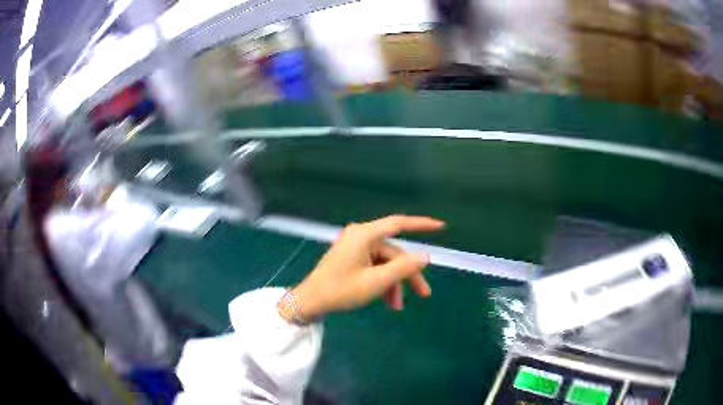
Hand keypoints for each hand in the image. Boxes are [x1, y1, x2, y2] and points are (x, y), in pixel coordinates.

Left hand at [282, 215, 444, 321]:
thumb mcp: (376, 282)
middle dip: (407, 275)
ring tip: (397, 306)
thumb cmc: (341, 290)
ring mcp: (355, 248)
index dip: (421, 225)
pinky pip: (375, 267)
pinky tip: (387, 300)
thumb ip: (403, 268)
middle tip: (423, 295)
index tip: (441, 227)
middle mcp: (361, 236)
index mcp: (364, 235)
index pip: (399, 224)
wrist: (310, 302)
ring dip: (394, 283)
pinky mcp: (352, 258)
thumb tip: (425, 257)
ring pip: (385, 263)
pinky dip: (383, 282)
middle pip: (394, 253)